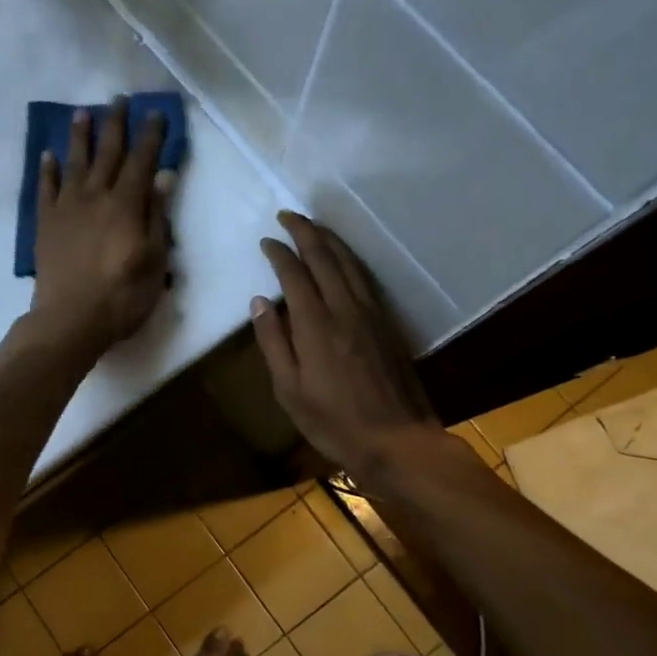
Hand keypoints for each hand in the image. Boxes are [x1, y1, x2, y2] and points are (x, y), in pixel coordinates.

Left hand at [30, 98, 172, 354]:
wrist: (69, 320)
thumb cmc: (122, 296)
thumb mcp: (154, 261)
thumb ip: (157, 216)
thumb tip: (163, 176)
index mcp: (126, 205)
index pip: (141, 161)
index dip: (150, 136)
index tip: (156, 113)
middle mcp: (95, 197)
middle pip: (107, 153)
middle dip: (115, 124)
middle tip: (119, 99)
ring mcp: (66, 208)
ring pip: (74, 163)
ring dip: (80, 136)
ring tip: (82, 113)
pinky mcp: (45, 224)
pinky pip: (45, 189)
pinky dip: (47, 170)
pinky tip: (48, 155)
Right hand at [251, 210, 442, 476]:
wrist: (396, 440)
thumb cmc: (333, 422)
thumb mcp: (289, 390)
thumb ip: (273, 342)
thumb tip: (260, 301)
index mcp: (316, 325)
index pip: (294, 274)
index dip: (279, 253)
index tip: (266, 241)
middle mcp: (345, 309)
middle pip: (325, 257)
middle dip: (305, 232)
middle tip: (288, 215)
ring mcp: (371, 314)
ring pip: (349, 263)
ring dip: (330, 239)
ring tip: (313, 226)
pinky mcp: (387, 323)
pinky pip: (365, 277)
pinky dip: (349, 258)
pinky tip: (344, 258)